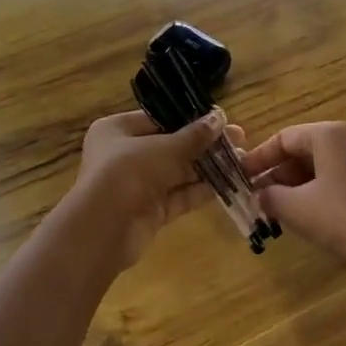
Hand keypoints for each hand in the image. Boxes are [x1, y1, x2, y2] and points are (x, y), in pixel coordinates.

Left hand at [70, 110, 231, 268]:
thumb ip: (194, 136)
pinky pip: (179, 196)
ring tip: (241, 161)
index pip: (159, 119)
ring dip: (207, 168)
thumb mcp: (164, 148)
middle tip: (239, 141)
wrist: (104, 228)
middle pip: (171, 146)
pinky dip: (201, 190)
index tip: (221, 120)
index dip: (191, 119)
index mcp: (117, 130)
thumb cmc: (128, 172)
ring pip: (178, 173)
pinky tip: (229, 183)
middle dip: (205, 145)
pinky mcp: (150, 211)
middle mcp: (124, 155)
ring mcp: (137, 185)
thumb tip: (220, 117)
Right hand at [242, 122, 345, 263]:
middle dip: (276, 175)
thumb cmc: (342, 215)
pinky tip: (304, 215)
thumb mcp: (297, 208)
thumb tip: (259, 195)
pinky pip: (335, 180)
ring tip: (276, 209)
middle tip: (256, 196)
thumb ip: (271, 197)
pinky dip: (315, 193)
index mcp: (328, 135)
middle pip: (301, 152)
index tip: (241, 176)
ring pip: (318, 168)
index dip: (259, 158)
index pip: (283, 138)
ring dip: (294, 186)